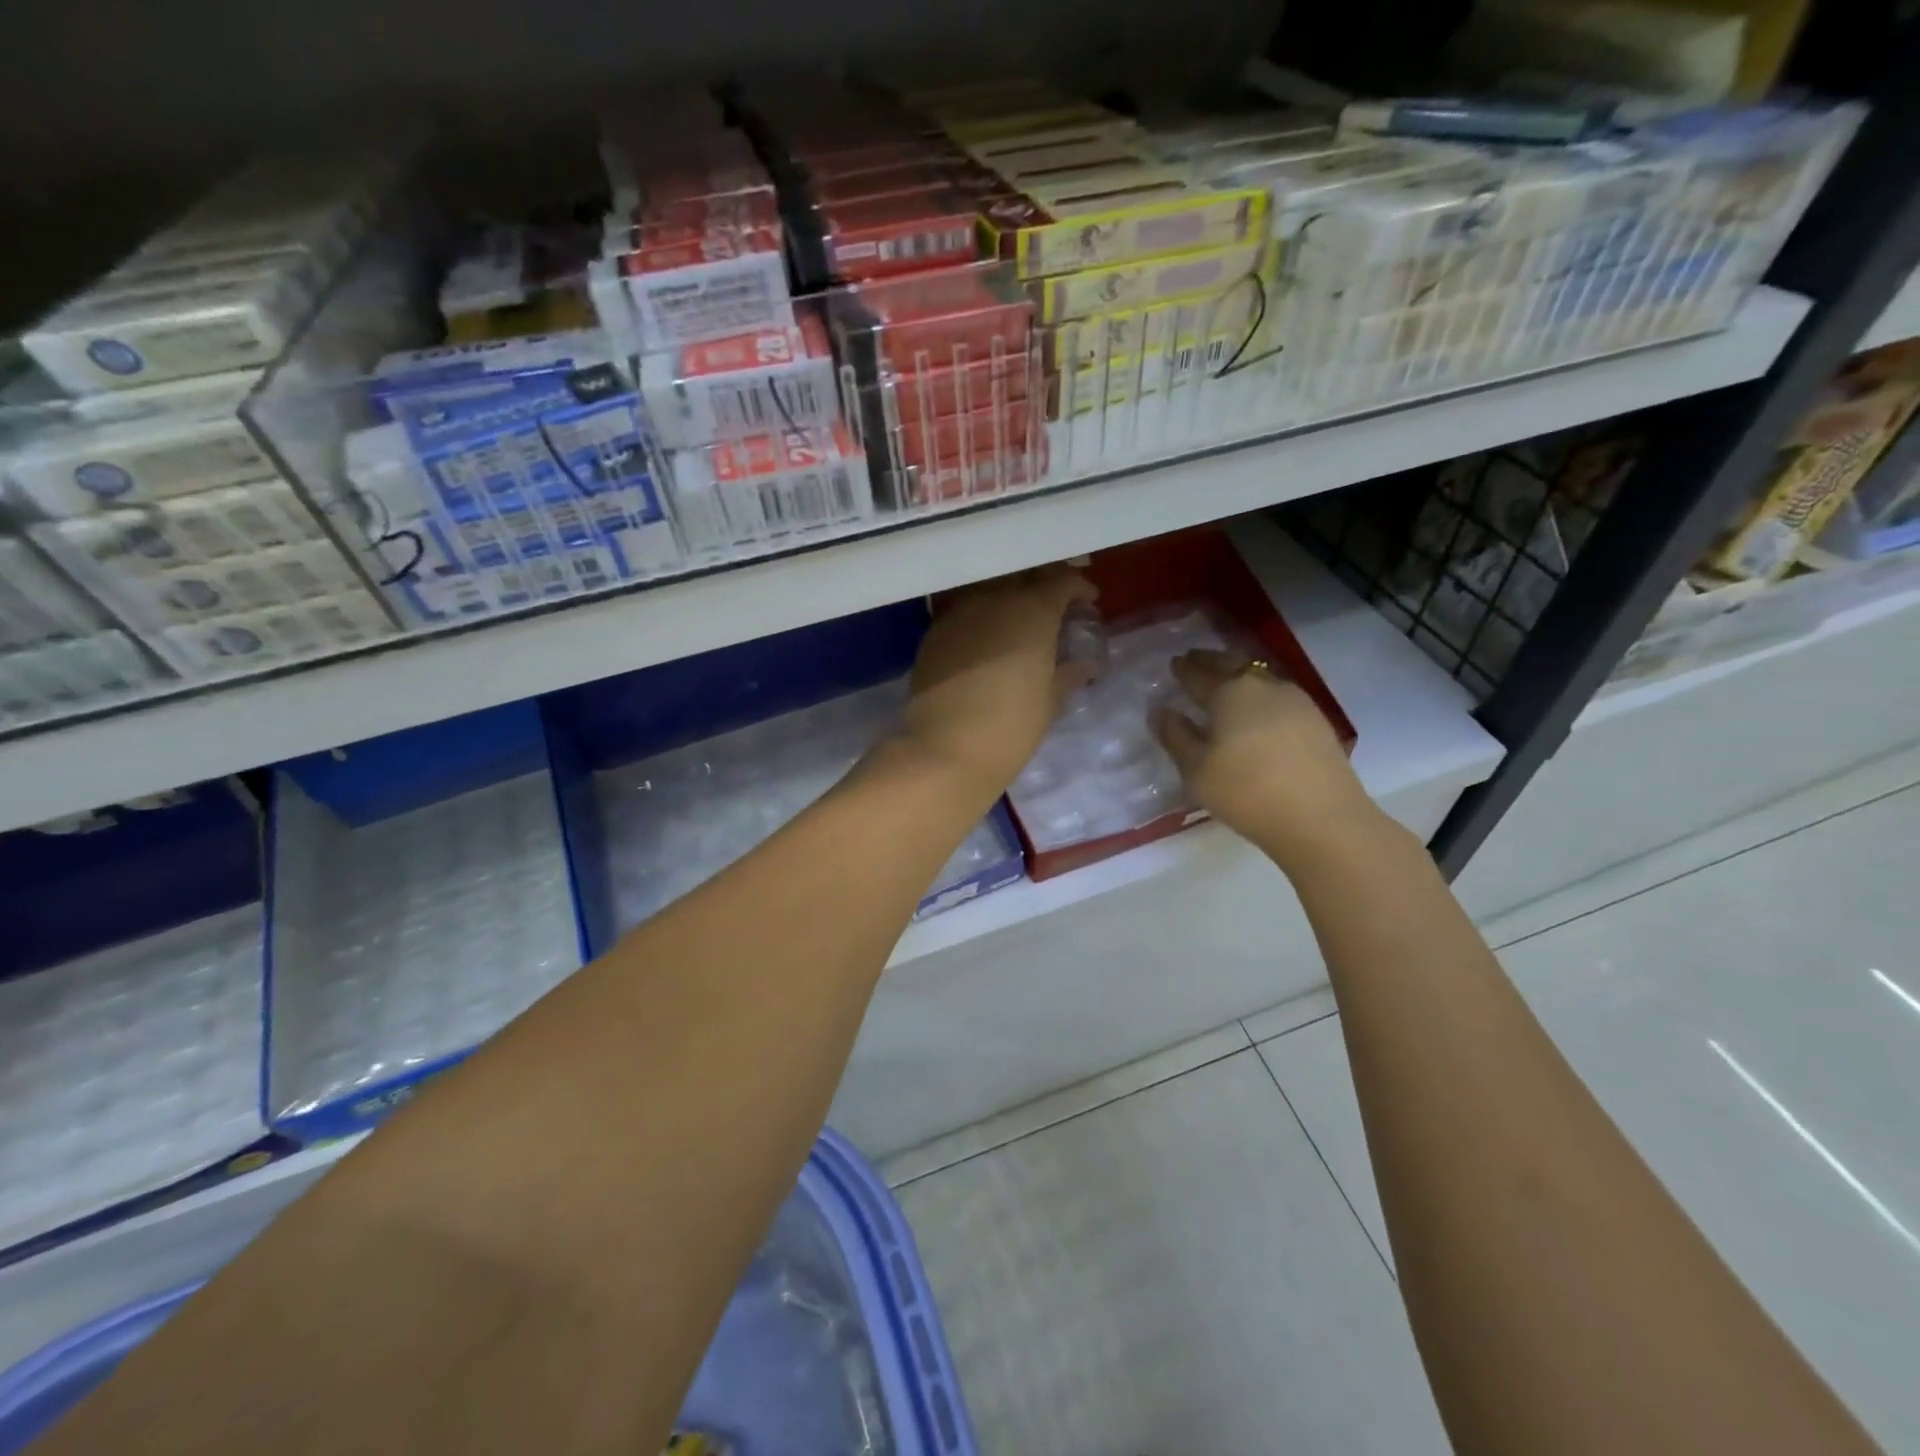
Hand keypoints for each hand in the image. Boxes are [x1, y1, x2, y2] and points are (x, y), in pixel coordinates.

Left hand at [902, 565, 1096, 797]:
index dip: (1078, 587)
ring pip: (990, 591)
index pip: (1062, 580)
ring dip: (1008, 600)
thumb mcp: (1050, 700)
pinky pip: (964, 613)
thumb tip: (1086, 663)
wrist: (945, 749)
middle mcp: (995, 599)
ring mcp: (959, 613)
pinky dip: (981, 619)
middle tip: (1054, 610)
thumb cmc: (1011, 726)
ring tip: (1018, 625)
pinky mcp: (934, 633)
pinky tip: (985, 642)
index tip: (1087, 602)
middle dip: (1043, 588)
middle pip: (1024, 577)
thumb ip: (1069, 673)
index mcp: (1033, 610)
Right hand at [1152, 648, 1377, 867]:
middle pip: (1233, 664)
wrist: (1321, 818)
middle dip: (1212, 661)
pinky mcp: (1317, 720)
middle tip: (1196, 660)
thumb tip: (1161, 710)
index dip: (1184, 669)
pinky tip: (1258, 709)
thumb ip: (1176, 736)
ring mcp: (1296, 700)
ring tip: (1226, 682)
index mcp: (1229, 692)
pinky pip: (1279, 695)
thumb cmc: (1246, 791)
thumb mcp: (1196, 770)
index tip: (1174, 663)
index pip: (1199, 673)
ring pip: (1260, 677)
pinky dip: (1261, 695)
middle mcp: (1263, 685)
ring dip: (1239, 675)